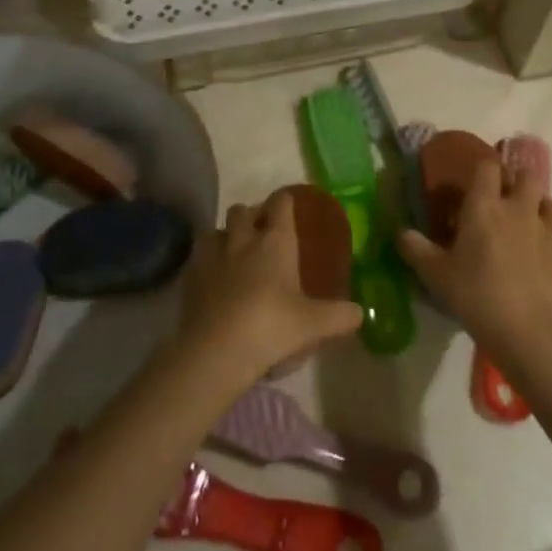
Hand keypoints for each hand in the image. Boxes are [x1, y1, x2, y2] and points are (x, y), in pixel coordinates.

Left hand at [179, 191, 362, 381]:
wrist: (217, 349)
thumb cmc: (272, 326)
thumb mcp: (314, 324)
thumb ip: (340, 316)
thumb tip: (360, 313)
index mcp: (275, 241)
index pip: (280, 204)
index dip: (285, 201)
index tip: (288, 205)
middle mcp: (242, 238)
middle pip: (242, 210)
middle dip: (251, 215)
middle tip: (260, 232)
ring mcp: (212, 255)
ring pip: (215, 229)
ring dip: (224, 235)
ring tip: (232, 252)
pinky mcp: (190, 276)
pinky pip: (197, 257)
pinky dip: (205, 261)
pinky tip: (211, 277)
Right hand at [398, 156, 551, 368]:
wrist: (530, 332)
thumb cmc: (477, 296)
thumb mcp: (436, 275)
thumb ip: (415, 249)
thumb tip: (400, 231)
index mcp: (484, 206)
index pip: (487, 166)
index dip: (482, 168)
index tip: (475, 181)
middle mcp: (519, 209)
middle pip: (527, 176)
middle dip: (517, 181)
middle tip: (504, 199)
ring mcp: (549, 230)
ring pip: (551, 203)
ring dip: (540, 207)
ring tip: (528, 223)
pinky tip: (547, 253)